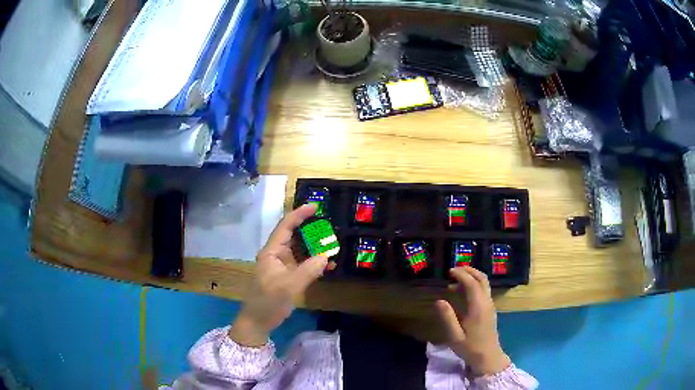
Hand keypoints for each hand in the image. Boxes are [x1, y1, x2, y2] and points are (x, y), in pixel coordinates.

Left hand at [229, 204, 330, 346]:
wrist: (259, 321)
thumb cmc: (268, 301)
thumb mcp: (288, 286)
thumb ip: (308, 271)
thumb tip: (326, 256)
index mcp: (271, 252)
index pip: (285, 227)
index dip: (299, 215)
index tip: (315, 207)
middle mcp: (277, 255)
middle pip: (294, 236)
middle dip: (311, 229)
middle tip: (330, 225)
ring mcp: (283, 266)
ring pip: (301, 250)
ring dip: (315, 246)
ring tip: (333, 242)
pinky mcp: (289, 276)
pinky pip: (304, 263)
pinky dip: (315, 262)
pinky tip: (329, 264)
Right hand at [435, 266, 510, 376]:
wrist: (488, 356)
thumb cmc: (470, 347)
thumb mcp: (454, 336)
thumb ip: (447, 318)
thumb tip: (439, 300)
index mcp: (478, 307)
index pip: (472, 283)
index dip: (461, 274)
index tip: (449, 271)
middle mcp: (486, 302)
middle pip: (482, 278)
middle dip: (469, 270)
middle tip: (454, 270)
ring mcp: (490, 305)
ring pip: (484, 283)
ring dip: (472, 277)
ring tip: (456, 280)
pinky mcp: (490, 309)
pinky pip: (484, 290)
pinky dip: (474, 284)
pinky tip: (463, 292)